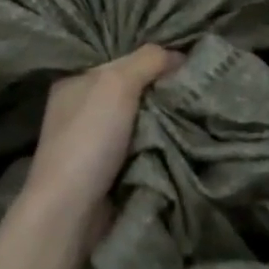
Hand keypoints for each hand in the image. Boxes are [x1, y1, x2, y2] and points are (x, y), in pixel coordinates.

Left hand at [19, 45, 181, 233]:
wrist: (70, 213)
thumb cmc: (89, 138)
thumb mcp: (118, 83)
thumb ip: (148, 60)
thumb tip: (180, 55)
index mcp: (75, 80)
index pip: (120, 58)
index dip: (151, 58)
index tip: (186, 60)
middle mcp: (81, 107)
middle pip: (133, 89)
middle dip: (161, 90)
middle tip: (197, 86)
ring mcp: (92, 141)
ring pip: (140, 120)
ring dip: (164, 120)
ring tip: (198, 111)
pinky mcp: (107, 171)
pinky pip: (142, 147)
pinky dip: (159, 145)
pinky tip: (183, 139)